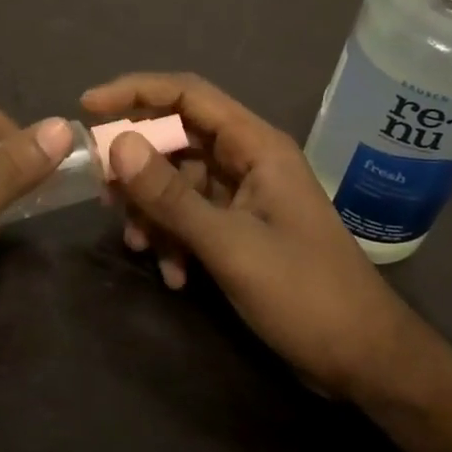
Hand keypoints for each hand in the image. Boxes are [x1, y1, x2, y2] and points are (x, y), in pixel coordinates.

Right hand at [83, 73, 416, 399]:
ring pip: (179, 181)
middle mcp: (248, 159)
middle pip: (177, 138)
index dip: (135, 92)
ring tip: (139, 247)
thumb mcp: (230, 245)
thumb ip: (171, 196)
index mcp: (256, 145)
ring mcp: (245, 195)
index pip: (188, 94)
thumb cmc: (304, 293)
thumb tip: (116, 144)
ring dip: (154, 211)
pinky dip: (174, 238)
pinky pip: (192, 216)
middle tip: (104, 194)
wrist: (363, 359)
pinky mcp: (241, 228)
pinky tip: (174, 275)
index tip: (88, 106)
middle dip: (138, 166)